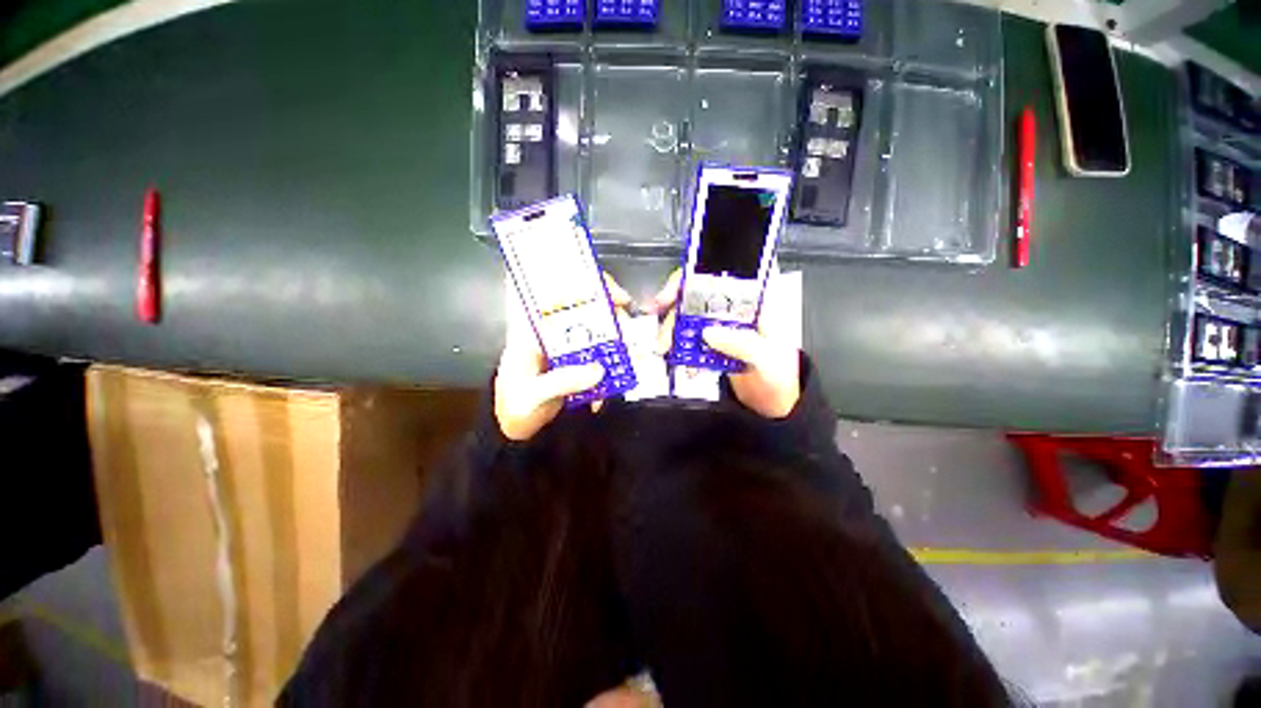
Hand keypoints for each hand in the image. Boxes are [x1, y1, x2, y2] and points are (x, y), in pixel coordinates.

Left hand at [495, 273, 632, 440]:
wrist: (518, 427)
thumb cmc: (515, 406)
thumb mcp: (533, 395)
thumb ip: (561, 381)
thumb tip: (598, 370)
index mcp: (530, 328)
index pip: (547, 288)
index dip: (572, 276)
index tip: (602, 286)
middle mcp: (551, 330)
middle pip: (581, 303)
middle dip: (608, 307)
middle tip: (627, 318)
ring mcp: (566, 344)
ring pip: (595, 326)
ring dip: (616, 336)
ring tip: (629, 352)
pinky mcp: (578, 359)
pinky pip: (600, 352)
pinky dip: (613, 362)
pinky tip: (617, 379)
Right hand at [648, 269, 800, 418]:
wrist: (771, 400)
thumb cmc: (779, 374)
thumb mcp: (767, 359)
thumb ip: (742, 344)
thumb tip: (709, 332)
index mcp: (760, 298)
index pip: (730, 269)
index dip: (702, 269)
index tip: (680, 283)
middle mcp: (739, 303)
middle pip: (702, 287)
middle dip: (677, 299)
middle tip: (659, 313)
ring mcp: (722, 320)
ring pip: (690, 309)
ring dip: (672, 323)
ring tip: (663, 344)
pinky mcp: (711, 336)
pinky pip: (689, 331)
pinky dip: (676, 339)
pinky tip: (672, 351)